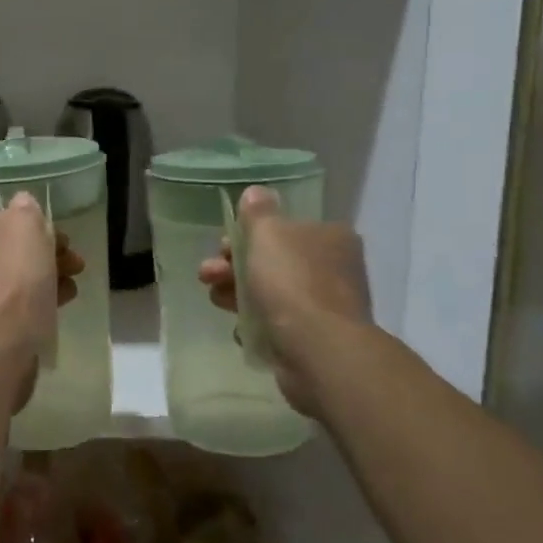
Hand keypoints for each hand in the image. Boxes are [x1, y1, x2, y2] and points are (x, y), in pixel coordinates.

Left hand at [0, 194, 84, 388]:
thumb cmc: (11, 280)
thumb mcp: (24, 225)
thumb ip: (25, 210)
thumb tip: (23, 205)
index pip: (4, 225)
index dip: (39, 230)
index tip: (65, 242)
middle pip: (10, 256)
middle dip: (46, 257)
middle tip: (76, 265)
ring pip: (14, 286)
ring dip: (45, 283)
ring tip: (71, 290)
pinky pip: (13, 315)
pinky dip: (36, 309)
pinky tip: (55, 313)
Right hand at [197, 185, 371, 414]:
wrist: (318, 350)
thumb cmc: (292, 282)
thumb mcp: (268, 233)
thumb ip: (258, 212)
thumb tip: (256, 193)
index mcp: (330, 237)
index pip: (284, 228)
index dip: (248, 234)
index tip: (224, 245)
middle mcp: (334, 268)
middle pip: (273, 260)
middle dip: (233, 265)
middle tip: (208, 273)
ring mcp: (326, 306)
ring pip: (271, 292)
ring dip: (237, 293)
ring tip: (215, 300)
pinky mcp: (315, 338)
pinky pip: (277, 324)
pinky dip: (257, 324)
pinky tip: (243, 328)